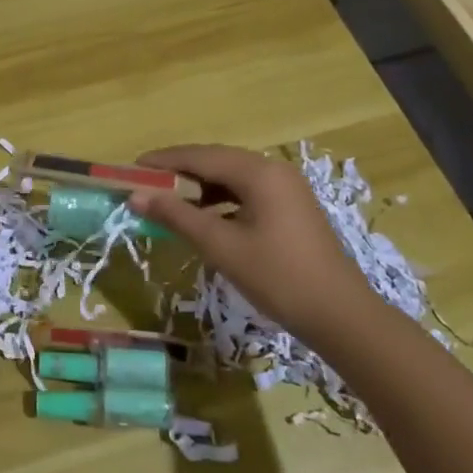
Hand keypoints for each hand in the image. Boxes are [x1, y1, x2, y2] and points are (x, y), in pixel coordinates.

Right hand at [129, 144, 376, 339]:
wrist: (341, 316)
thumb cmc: (278, 277)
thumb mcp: (221, 246)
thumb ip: (177, 216)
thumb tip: (136, 197)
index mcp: (258, 172)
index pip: (200, 156)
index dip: (163, 161)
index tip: (131, 168)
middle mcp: (273, 170)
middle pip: (216, 160)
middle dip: (179, 171)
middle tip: (145, 184)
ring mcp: (286, 188)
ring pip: (231, 176)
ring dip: (199, 186)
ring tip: (168, 201)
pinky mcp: (291, 207)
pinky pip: (246, 191)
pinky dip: (220, 199)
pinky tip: (204, 217)